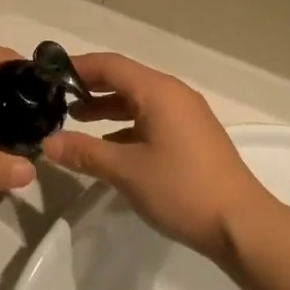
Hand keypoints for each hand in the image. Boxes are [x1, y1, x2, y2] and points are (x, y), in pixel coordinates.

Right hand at [42, 52, 277, 262]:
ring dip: (109, 108)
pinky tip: (111, 146)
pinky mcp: (194, 136)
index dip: (78, 67)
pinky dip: (128, 125)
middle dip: (91, 88)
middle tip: (57, 99)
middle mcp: (174, 94)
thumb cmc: (181, 189)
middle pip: (125, 79)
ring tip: (77, 121)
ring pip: (139, 100)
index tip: (49, 75)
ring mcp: (187, 115)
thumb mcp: (125, 171)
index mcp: (158, 91)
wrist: (241, 224)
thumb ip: (85, 152)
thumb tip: (48, 143)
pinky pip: (153, 118)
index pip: (111, 65)